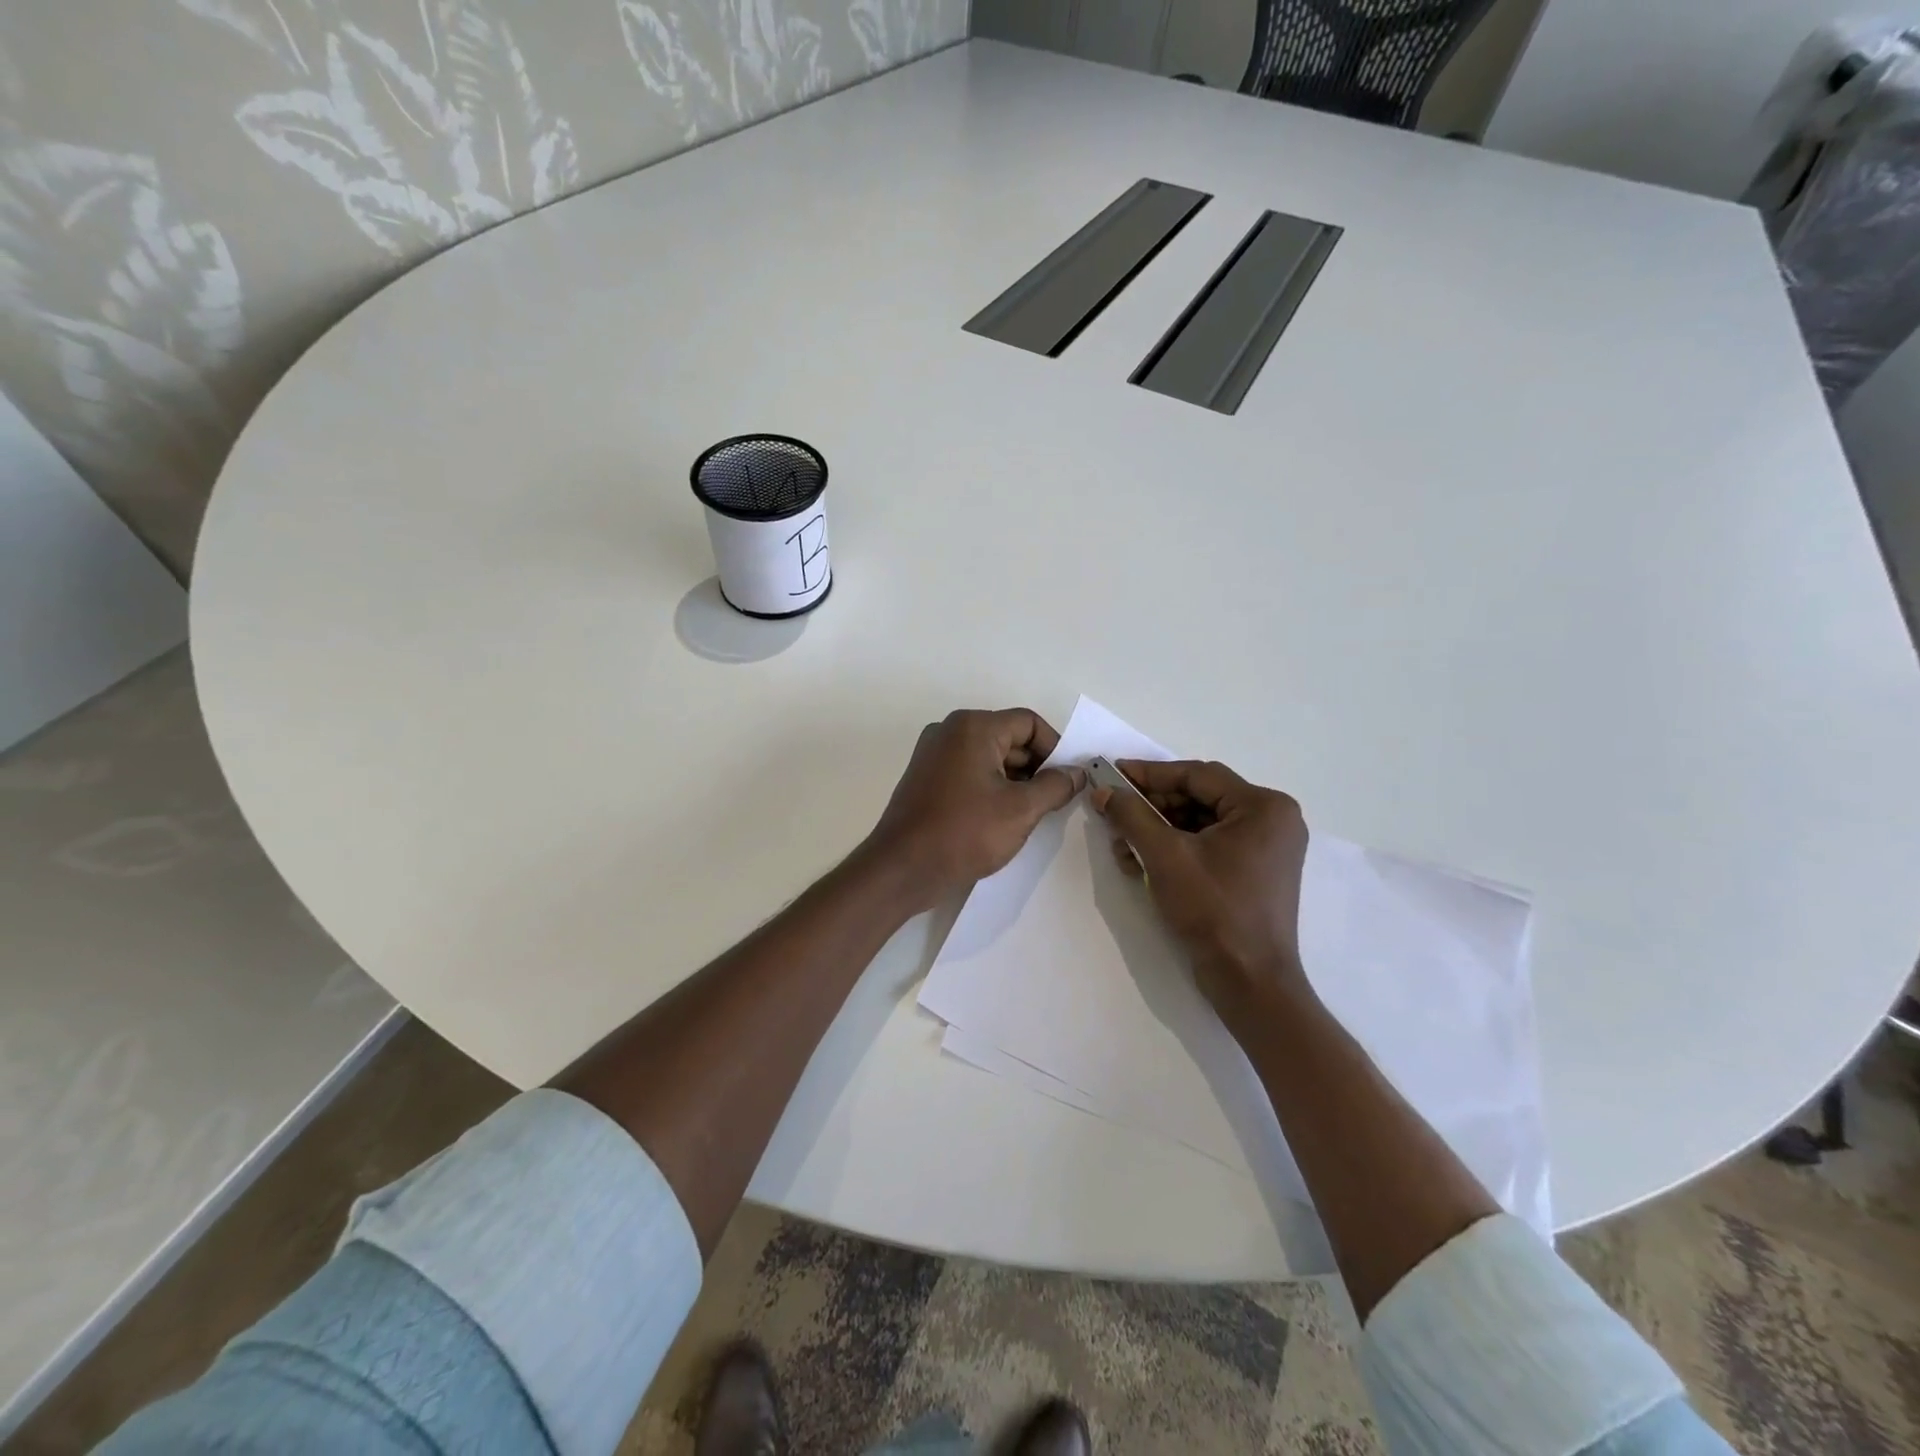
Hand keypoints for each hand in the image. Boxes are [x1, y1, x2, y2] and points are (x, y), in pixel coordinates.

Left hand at [868, 708, 1085, 909]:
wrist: (902, 869)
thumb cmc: (965, 833)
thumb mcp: (1021, 810)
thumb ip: (1055, 786)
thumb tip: (1076, 773)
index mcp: (973, 727)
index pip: (1028, 723)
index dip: (1055, 748)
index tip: (1068, 781)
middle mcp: (950, 731)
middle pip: (1008, 738)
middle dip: (1036, 767)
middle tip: (1054, 801)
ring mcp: (933, 754)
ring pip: (989, 757)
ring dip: (1015, 781)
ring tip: (1031, 815)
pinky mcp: (926, 778)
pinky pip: (969, 772)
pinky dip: (991, 788)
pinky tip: (1002, 819)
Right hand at [1093, 760, 1311, 1026]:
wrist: (1249, 982)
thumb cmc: (1213, 910)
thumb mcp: (1164, 856)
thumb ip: (1131, 815)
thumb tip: (1103, 791)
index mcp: (1263, 807)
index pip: (1197, 776)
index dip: (1149, 773)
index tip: (1111, 772)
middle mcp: (1272, 820)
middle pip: (1199, 798)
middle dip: (1151, 807)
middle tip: (1112, 810)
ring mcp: (1266, 849)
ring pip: (1200, 823)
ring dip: (1157, 830)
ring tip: (1121, 842)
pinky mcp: (1254, 873)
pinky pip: (1208, 846)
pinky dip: (1174, 849)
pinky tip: (1139, 861)